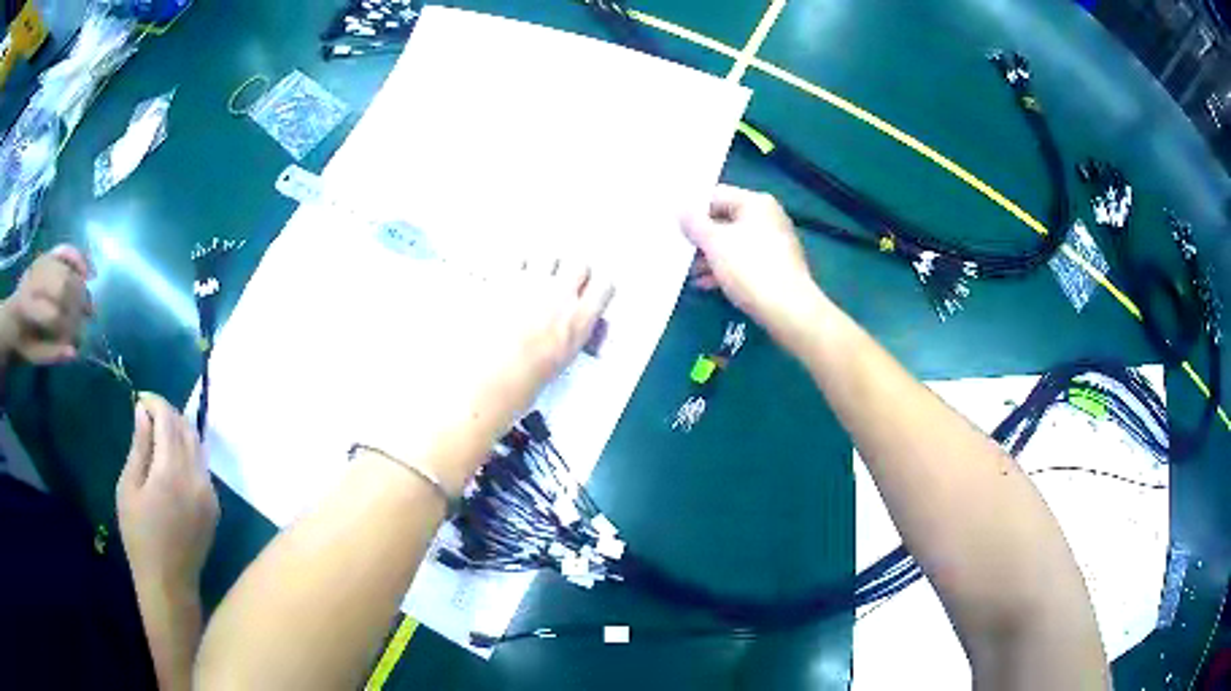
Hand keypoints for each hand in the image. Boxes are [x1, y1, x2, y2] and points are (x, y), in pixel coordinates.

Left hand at [0, 244, 92, 364]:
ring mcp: (40, 265)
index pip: (53, 314)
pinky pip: (64, 250)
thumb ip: (50, 354)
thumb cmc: (22, 343)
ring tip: (88, 303)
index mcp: (27, 309)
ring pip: (65, 269)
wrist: (11, 319)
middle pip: (62, 286)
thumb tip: (73, 352)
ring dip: (80, 286)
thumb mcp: (32, 357)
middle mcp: (33, 280)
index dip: (68, 328)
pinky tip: (87, 272)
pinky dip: (77, 258)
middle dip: (78, 302)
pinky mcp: (45, 257)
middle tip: (88, 318)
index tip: (78, 341)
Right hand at [117, 394, 219, 591]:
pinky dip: (188, 452)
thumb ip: (139, 446)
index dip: (155, 403)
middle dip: (167, 414)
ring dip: (180, 431)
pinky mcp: (215, 506)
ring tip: (158, 431)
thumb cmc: (139, 536)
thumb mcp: (129, 487)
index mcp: (173, 471)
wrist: (169, 583)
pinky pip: (202, 467)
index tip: (140, 398)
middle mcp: (197, 477)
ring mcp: (210, 493)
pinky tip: (172, 457)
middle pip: (187, 429)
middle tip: (148, 413)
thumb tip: (143, 411)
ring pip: (198, 446)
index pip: (168, 420)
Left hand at [467, 256, 613, 422]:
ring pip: (549, 255)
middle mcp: (560, 297)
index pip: (604, 288)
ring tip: (535, 274)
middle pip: (580, 265)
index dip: (598, 287)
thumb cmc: (522, 377)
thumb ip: (575, 336)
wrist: (489, 376)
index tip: (593, 289)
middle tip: (564, 280)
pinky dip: (514, 262)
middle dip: (572, 271)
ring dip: (544, 263)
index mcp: (578, 321)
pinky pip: (516, 257)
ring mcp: (532, 284)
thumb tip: (579, 327)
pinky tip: (511, 271)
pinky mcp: (505, 279)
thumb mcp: (562, 361)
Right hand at [683, 185, 822, 333]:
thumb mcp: (714, 243)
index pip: (716, 195)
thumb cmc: (750, 268)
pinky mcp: (777, 268)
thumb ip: (694, 224)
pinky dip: (726, 270)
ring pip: (734, 244)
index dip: (693, 210)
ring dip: (711, 257)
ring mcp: (775, 243)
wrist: (789, 310)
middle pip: (725, 220)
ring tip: (691, 273)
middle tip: (680, 251)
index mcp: (756, 203)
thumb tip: (682, 210)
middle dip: (701, 238)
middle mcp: (768, 218)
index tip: (675, 227)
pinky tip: (707, 284)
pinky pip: (745, 262)